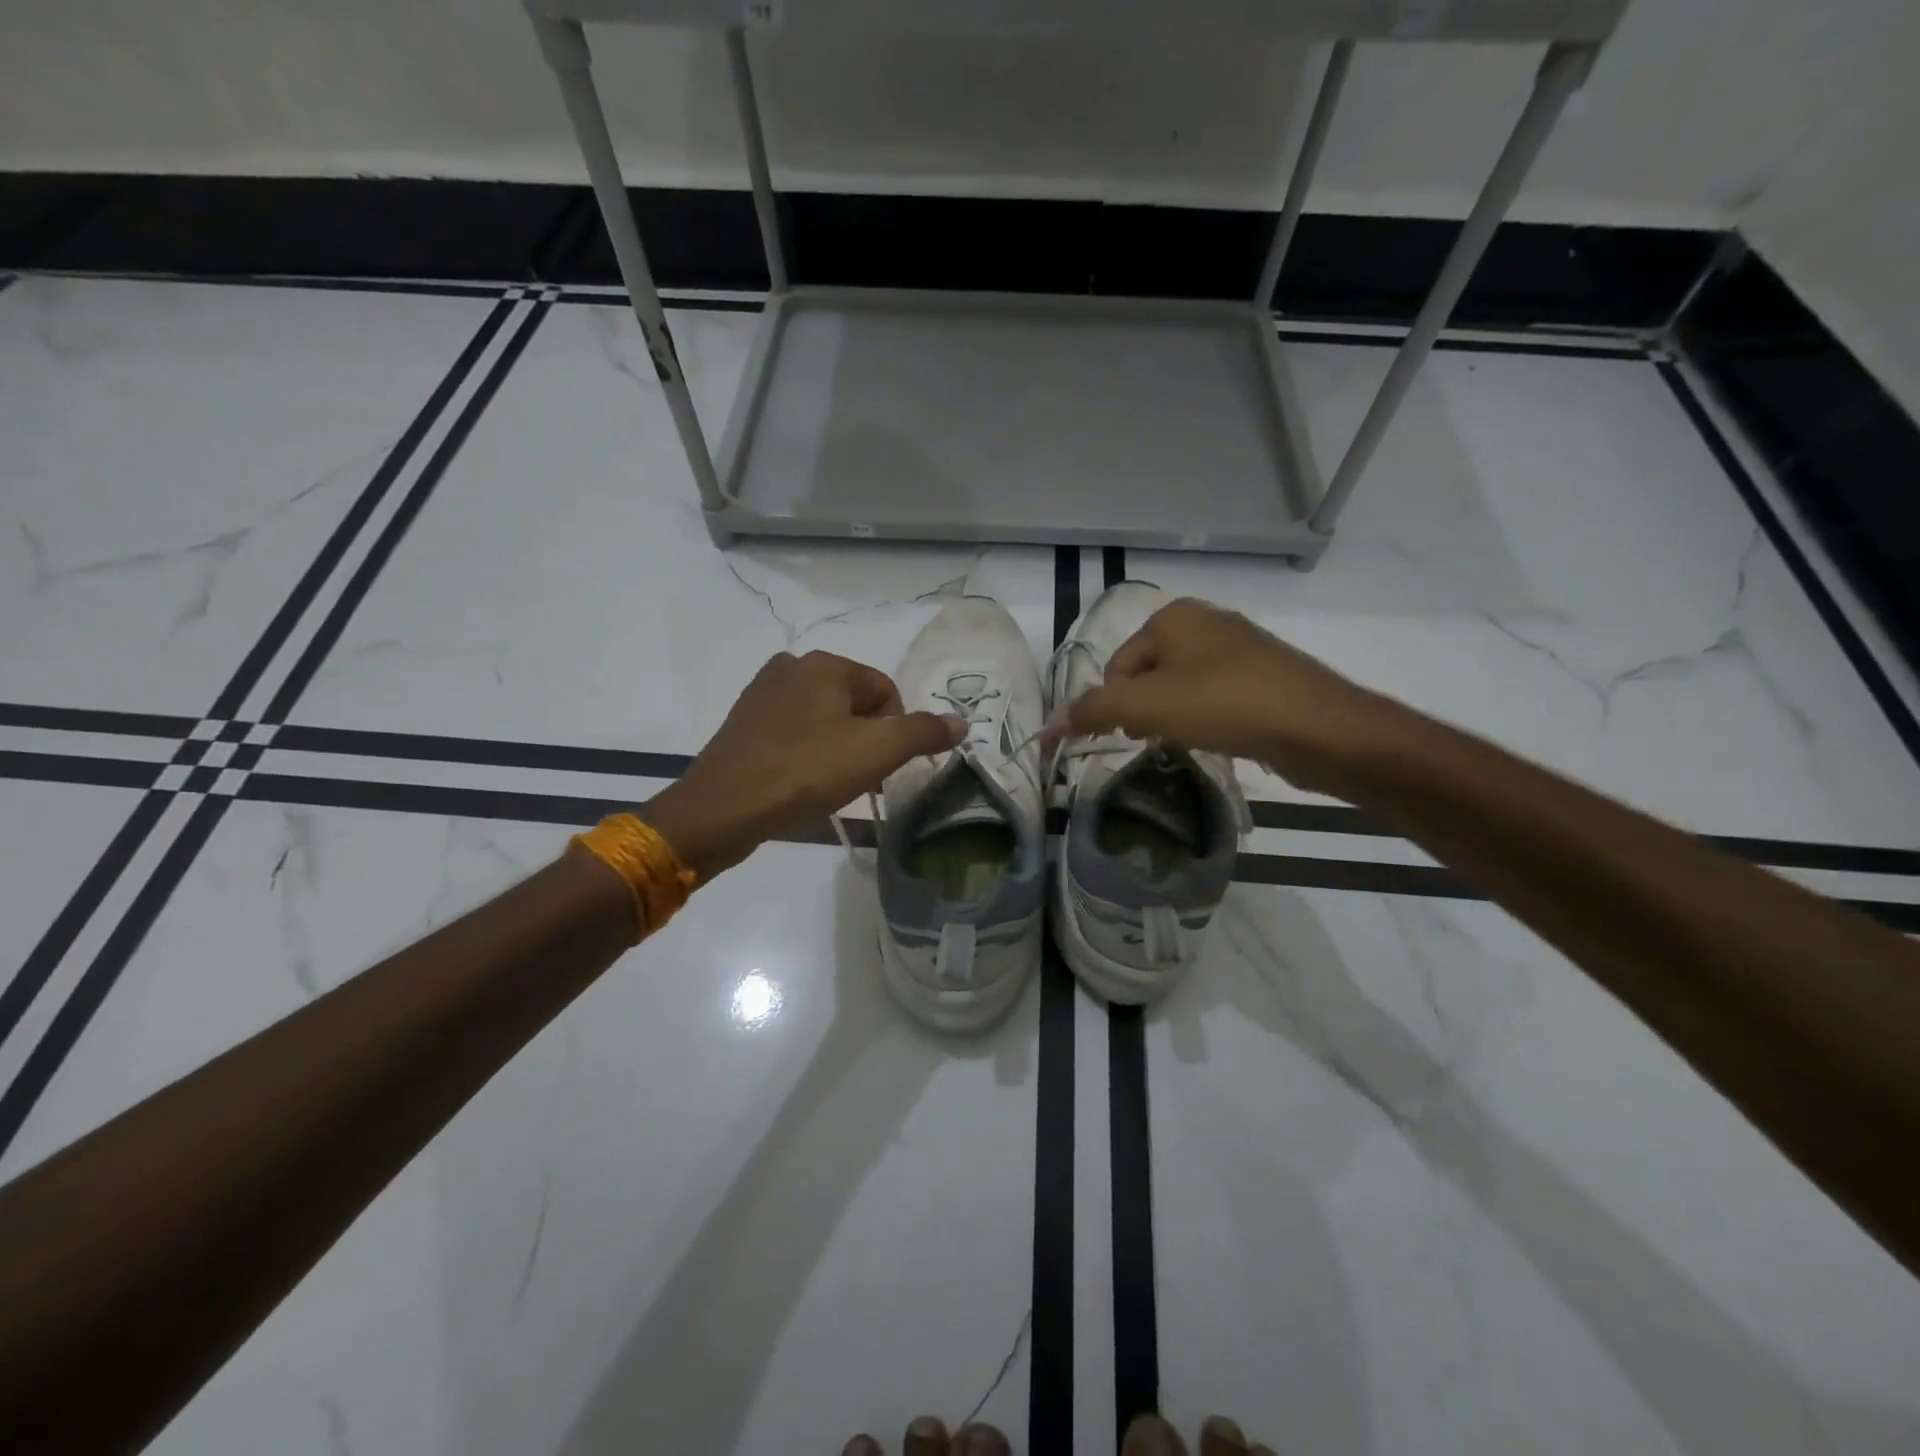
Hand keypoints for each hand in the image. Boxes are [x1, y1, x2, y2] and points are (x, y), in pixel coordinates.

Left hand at [645, 650, 962, 880]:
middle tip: (858, 779)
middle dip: (865, 740)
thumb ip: (923, 732)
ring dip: (837, 748)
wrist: (722, 809)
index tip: (881, 768)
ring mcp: (761, 692)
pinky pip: (792, 731)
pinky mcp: (743, 721)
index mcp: (825, 664)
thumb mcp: (876, 752)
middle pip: (854, 703)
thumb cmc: (805, 773)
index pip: (885, 691)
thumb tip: (961, 720)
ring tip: (829, 784)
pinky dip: (806, 753)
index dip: (895, 732)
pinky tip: (799, 782)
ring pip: (823, 718)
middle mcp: (791, 666)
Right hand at [1046, 597, 1389, 793]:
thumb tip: (1045, 727)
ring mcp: (1238, 647)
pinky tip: (1221, 737)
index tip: (1138, 733)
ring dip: (1174, 718)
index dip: (1117, 706)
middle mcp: (1204, 621)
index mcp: (1171, 616)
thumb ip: (1092, 712)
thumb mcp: (1147, 707)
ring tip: (1194, 740)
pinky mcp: (1264, 675)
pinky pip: (1213, 696)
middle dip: (1145, 712)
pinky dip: (1206, 718)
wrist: (1321, 728)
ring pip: (1179, 688)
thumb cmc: (1226, 705)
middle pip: (1146, 676)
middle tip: (1163, 738)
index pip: (1115, 667)